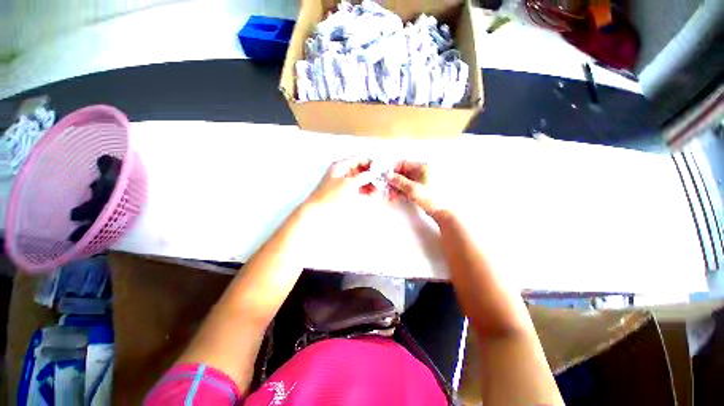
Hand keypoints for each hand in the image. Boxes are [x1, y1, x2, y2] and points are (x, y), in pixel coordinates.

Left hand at [306, 157, 375, 208]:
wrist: (318, 210)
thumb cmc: (332, 195)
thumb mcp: (348, 184)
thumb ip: (362, 177)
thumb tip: (373, 172)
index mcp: (340, 166)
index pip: (357, 159)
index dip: (369, 162)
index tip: (380, 168)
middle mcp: (342, 172)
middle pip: (359, 169)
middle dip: (370, 174)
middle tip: (380, 180)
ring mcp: (343, 182)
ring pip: (359, 179)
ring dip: (368, 182)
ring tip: (377, 188)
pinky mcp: (344, 192)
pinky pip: (357, 188)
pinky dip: (364, 190)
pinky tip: (371, 194)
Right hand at [387, 161, 444, 217]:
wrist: (444, 212)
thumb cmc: (433, 198)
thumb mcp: (413, 189)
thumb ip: (399, 181)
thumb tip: (389, 176)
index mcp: (423, 167)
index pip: (403, 164)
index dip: (394, 171)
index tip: (388, 179)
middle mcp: (422, 171)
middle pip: (403, 173)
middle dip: (395, 182)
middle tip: (389, 190)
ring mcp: (422, 180)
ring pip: (405, 181)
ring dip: (397, 188)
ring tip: (393, 197)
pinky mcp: (422, 188)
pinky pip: (409, 186)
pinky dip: (403, 191)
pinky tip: (398, 197)